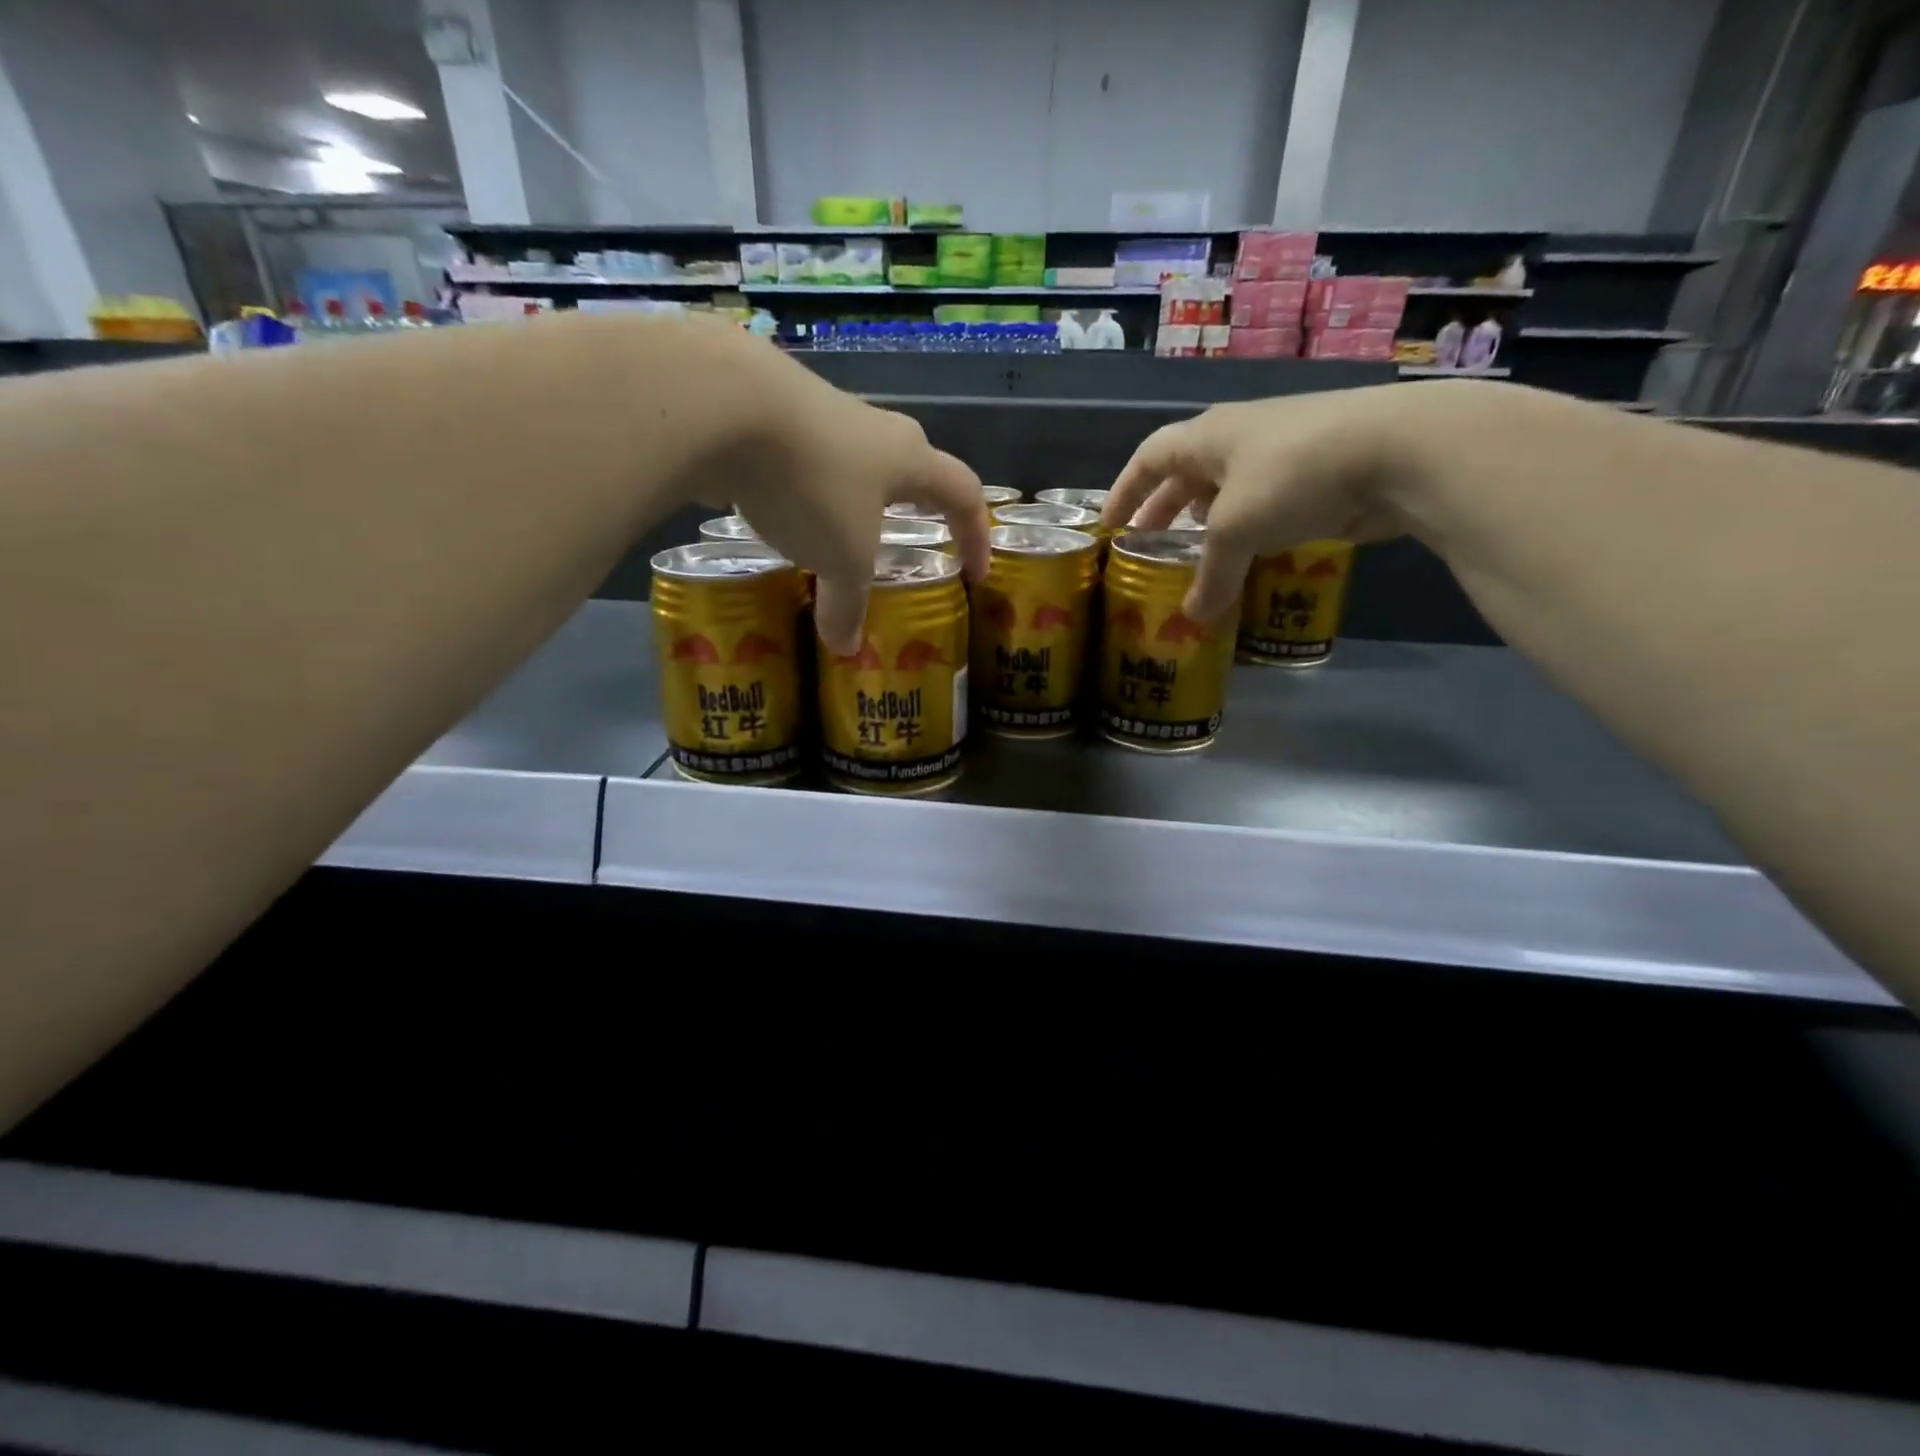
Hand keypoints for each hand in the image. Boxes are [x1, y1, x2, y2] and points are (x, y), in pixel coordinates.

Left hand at [722, 342, 990, 651]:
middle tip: (913, 535)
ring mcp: (820, 415)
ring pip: (852, 462)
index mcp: (908, 458)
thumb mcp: (840, 558)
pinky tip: (779, 513)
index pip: (963, 494)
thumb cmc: (813, 484)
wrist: (723, 403)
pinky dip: (803, 492)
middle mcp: (872, 429)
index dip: (976, 536)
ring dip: (854, 498)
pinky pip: (802, 461)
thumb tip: (846, 648)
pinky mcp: (770, 415)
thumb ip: (847, 605)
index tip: (975, 575)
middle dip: (916, 504)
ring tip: (840, 533)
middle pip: (910, 466)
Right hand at [1100, 382, 1482, 621]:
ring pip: (1229, 490)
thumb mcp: (1237, 530)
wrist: (1397, 450)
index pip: (1150, 457)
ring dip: (1208, 522)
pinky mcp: (1317, 476)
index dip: (1124, 490)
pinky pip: (1266, 506)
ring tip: (1195, 555)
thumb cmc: (1292, 475)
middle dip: (1164, 509)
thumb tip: (1194, 620)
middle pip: (1187, 473)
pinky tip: (1249, 556)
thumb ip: (1211, 576)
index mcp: (1209, 436)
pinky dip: (1249, 531)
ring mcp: (1281, 455)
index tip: (1109, 525)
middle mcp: (1240, 438)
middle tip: (1147, 546)